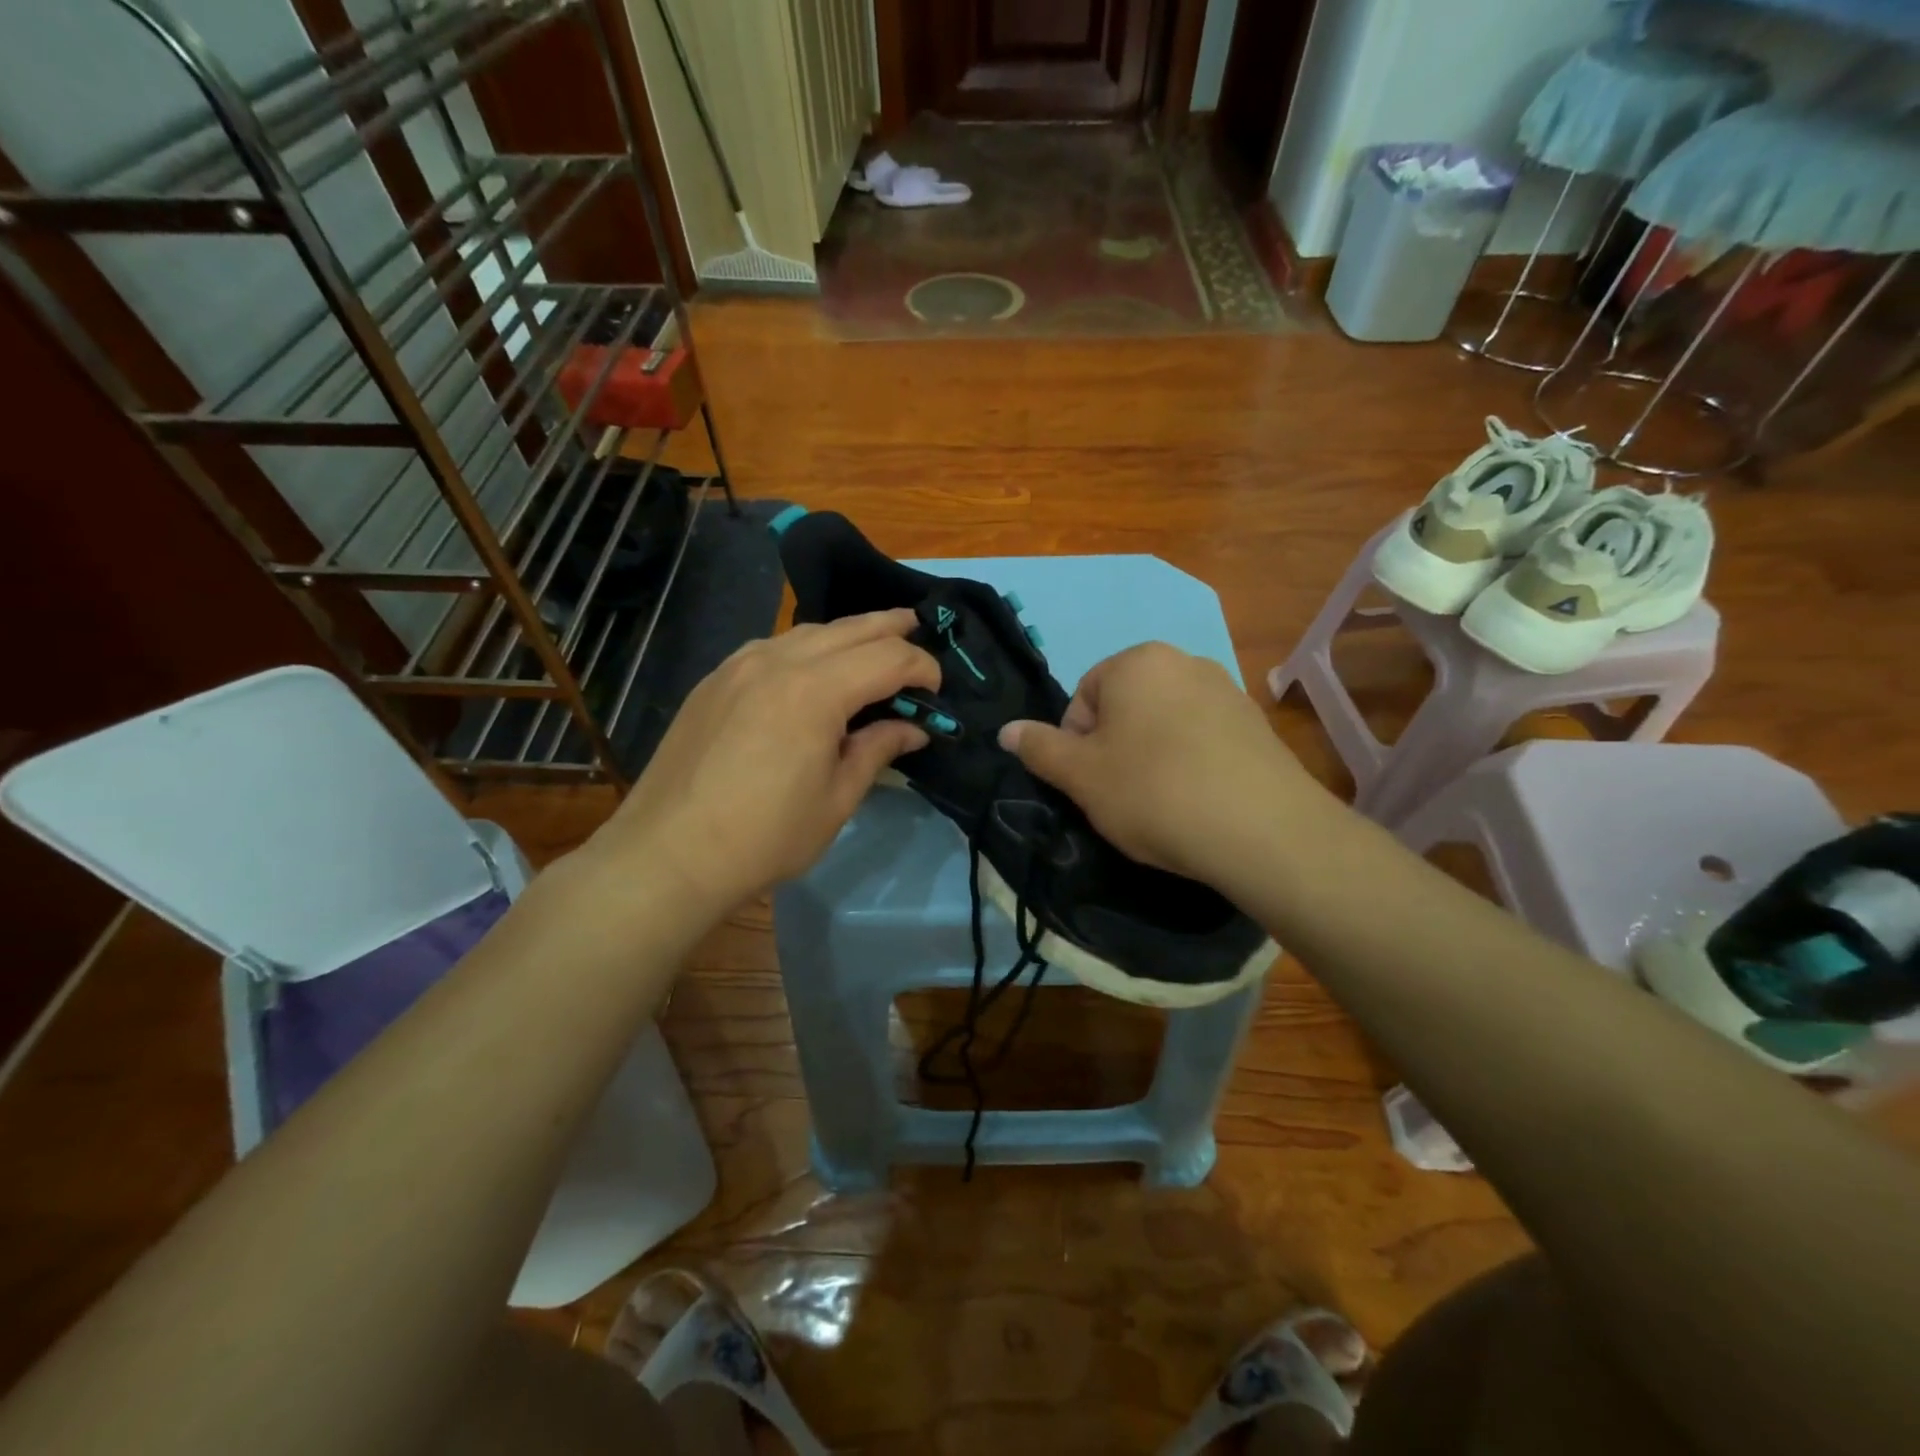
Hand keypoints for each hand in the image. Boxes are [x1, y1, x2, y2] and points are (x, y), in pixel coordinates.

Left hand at [574, 610, 938, 915]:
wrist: (669, 853)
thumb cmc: (765, 836)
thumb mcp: (837, 799)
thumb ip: (878, 750)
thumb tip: (913, 727)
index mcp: (815, 691)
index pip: (887, 657)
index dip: (921, 667)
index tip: (937, 689)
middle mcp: (777, 661)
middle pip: (850, 628)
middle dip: (892, 628)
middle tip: (920, 631)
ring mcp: (739, 665)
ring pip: (808, 632)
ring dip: (848, 634)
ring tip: (872, 646)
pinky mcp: (715, 680)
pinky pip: (773, 647)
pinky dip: (807, 648)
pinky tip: (813, 669)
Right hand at [998, 642, 1330, 887]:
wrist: (1262, 829)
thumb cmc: (1153, 792)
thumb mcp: (1081, 776)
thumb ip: (1039, 749)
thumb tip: (1005, 730)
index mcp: (1137, 661)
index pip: (1084, 697)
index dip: (1076, 744)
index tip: (1089, 783)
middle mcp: (1184, 661)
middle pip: (1126, 707)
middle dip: (1115, 748)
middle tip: (1121, 795)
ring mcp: (1227, 689)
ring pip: (1164, 723)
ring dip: (1151, 755)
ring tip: (1161, 802)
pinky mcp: (1257, 723)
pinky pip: (1203, 738)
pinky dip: (1191, 763)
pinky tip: (1198, 800)